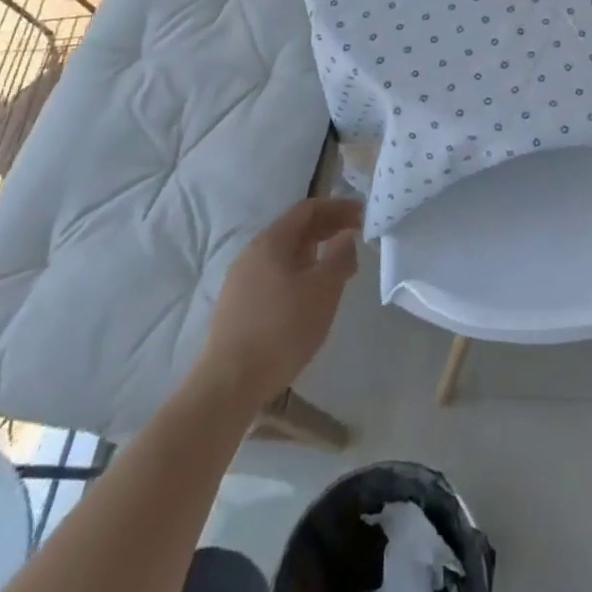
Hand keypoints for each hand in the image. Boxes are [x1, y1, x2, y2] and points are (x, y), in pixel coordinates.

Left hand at [195, 197, 361, 408]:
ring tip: (338, 265)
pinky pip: (275, 275)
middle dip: (327, 228)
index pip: (308, 209)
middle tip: (355, 235)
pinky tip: (310, 293)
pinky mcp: (238, 306)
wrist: (229, 384)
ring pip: (284, 254)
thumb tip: (346, 235)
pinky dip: (299, 272)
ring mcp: (241, 280)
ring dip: (314, 251)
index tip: (362, 214)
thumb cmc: (282, 329)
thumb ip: (340, 256)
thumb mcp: (323, 290)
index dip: (338, 207)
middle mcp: (252, 253)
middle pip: (295, 229)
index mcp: (271, 241)